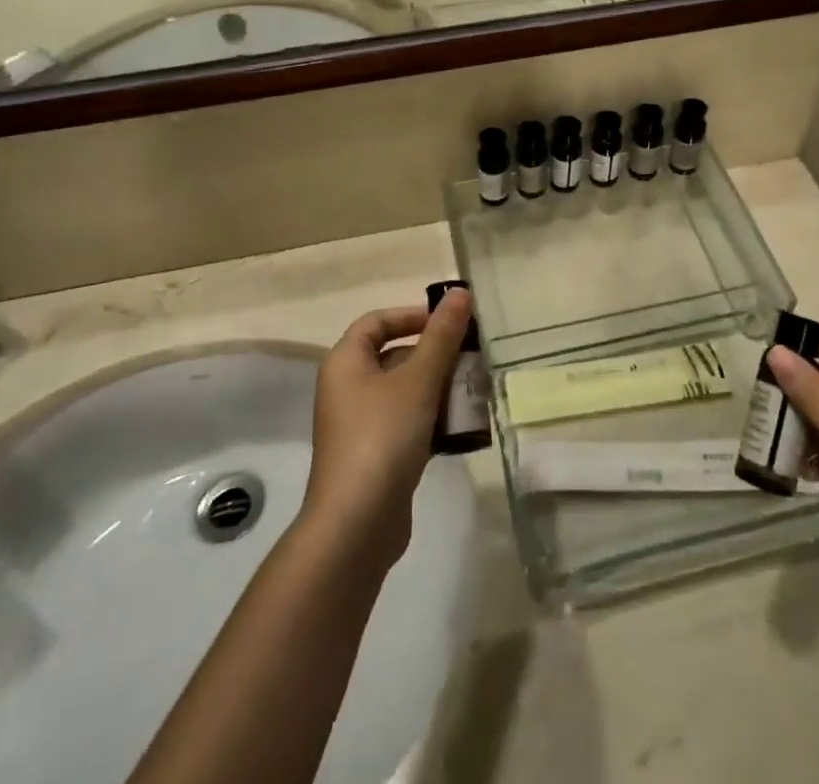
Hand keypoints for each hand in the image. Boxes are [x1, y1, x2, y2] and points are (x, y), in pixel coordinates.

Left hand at [302, 288, 471, 565]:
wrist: (356, 526)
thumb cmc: (383, 436)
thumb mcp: (418, 379)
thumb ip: (442, 335)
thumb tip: (460, 292)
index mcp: (345, 362)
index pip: (377, 321)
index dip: (412, 315)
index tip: (449, 322)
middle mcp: (346, 388)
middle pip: (393, 355)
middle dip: (434, 354)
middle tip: (471, 357)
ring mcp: (359, 425)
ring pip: (403, 391)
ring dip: (437, 388)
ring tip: (474, 390)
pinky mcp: (374, 456)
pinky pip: (405, 423)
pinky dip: (431, 419)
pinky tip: (462, 428)